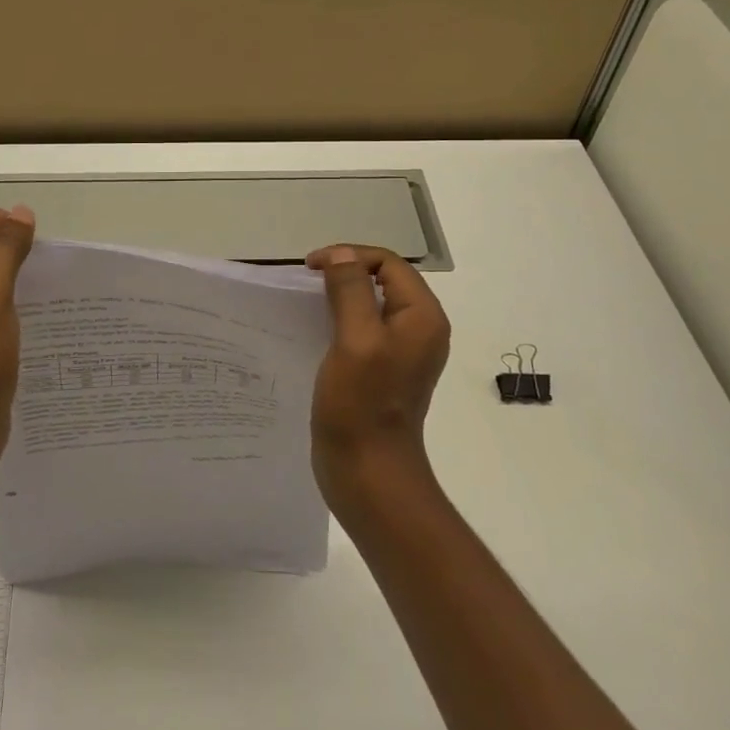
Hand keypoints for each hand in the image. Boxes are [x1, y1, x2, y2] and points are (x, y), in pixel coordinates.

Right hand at [304, 245, 451, 501]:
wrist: (368, 474)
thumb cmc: (361, 405)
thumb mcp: (355, 340)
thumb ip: (351, 290)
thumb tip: (341, 255)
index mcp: (422, 316)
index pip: (388, 263)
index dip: (349, 256)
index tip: (311, 267)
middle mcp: (419, 328)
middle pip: (383, 279)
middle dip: (345, 271)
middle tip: (307, 281)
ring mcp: (402, 351)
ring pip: (371, 303)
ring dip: (341, 295)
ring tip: (307, 301)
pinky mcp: (384, 369)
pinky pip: (364, 328)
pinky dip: (340, 319)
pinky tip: (316, 329)